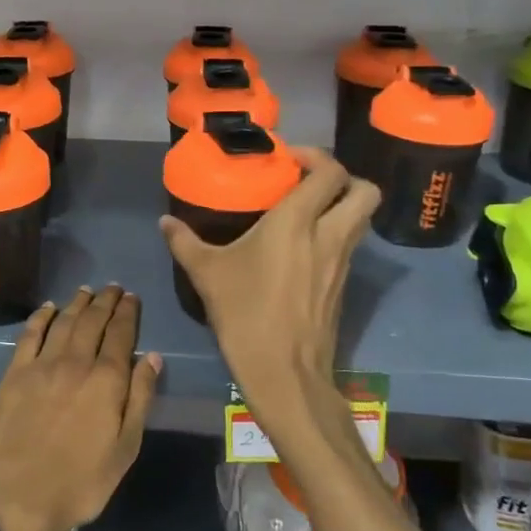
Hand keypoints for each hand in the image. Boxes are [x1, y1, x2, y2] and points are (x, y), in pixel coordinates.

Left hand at [0, 286, 159, 530]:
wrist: (17, 498)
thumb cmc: (80, 482)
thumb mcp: (124, 450)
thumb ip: (140, 399)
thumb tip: (152, 357)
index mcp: (106, 381)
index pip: (121, 335)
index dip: (128, 313)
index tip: (132, 297)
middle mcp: (75, 363)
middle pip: (92, 321)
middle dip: (105, 301)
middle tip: (113, 288)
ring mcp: (41, 365)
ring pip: (64, 322)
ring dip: (78, 303)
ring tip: (88, 291)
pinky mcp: (14, 373)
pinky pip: (30, 334)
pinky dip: (42, 316)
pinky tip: (49, 308)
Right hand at [160, 148, 376, 438]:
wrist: (284, 373)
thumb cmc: (245, 314)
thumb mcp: (207, 274)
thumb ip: (185, 242)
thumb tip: (165, 222)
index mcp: (297, 222)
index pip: (330, 172)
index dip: (315, 156)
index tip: (288, 160)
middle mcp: (329, 235)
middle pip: (365, 190)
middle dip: (344, 178)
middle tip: (309, 182)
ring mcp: (342, 262)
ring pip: (362, 219)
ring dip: (342, 206)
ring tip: (306, 212)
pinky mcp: (343, 286)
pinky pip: (350, 246)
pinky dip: (336, 235)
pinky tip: (303, 248)